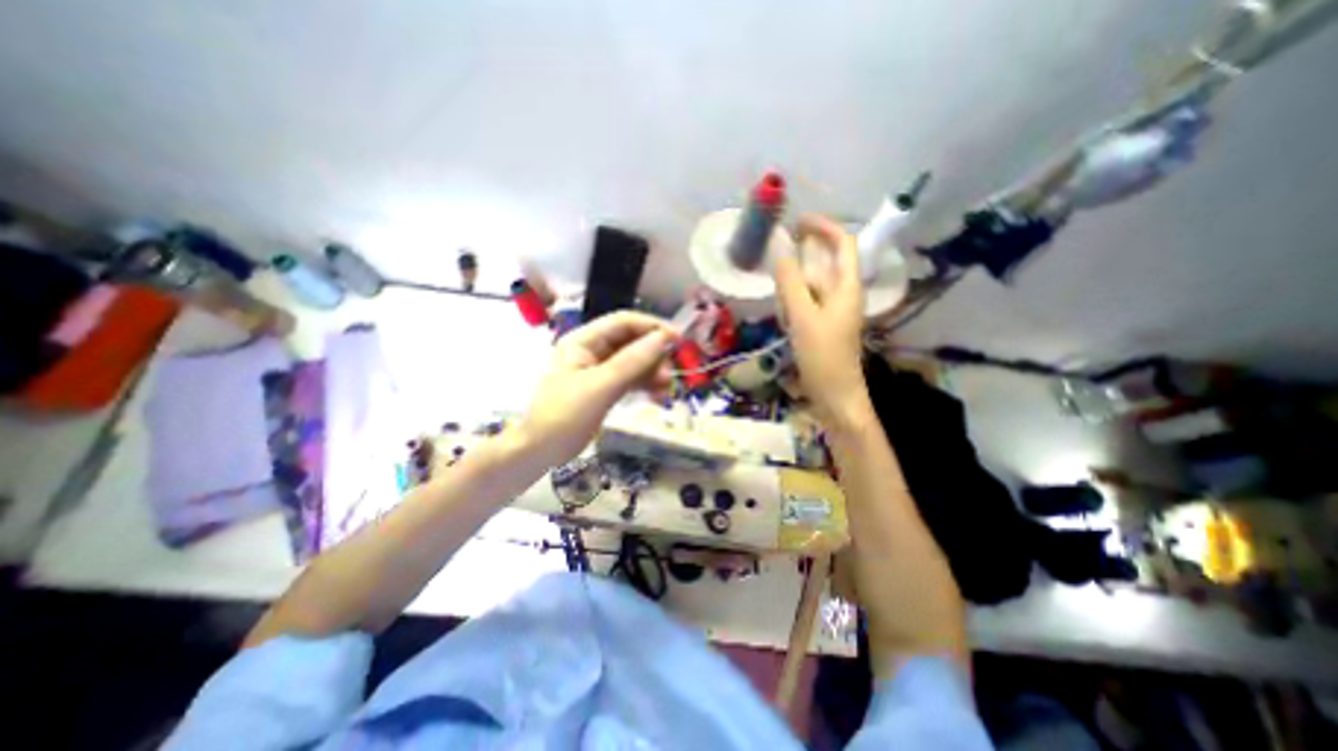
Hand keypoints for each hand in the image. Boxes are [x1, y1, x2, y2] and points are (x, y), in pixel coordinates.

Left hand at [516, 312, 674, 463]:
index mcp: (583, 340)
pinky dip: (645, 385)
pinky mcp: (605, 389)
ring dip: (653, 372)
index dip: (652, 326)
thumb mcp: (601, 386)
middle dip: (654, 355)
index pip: (623, 322)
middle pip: (631, 342)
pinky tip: (659, 396)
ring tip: (667, 389)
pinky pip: (631, 380)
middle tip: (670, 375)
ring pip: (634, 362)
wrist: (540, 452)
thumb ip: (633, 361)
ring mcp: (599, 371)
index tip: (678, 339)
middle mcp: (592, 350)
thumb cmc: (565, 415)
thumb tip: (664, 338)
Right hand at [776, 214, 866, 430]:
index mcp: (847, 286)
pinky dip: (794, 298)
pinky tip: (782, 310)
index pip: (843, 243)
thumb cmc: (823, 355)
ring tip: (777, 284)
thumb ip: (791, 282)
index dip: (823, 227)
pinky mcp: (822, 324)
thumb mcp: (803, 316)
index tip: (797, 222)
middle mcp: (843, 293)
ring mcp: (832, 310)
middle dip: (804, 253)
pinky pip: (807, 301)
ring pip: (814, 282)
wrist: (834, 394)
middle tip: (778, 252)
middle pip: (826, 262)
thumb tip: (779, 247)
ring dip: (796, 278)